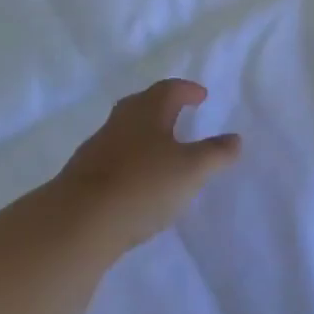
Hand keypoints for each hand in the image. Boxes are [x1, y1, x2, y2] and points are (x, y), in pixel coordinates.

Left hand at [56, 79, 242, 252]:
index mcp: (147, 112)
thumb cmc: (143, 186)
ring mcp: (97, 149)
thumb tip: (235, 139)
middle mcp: (120, 122)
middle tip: (180, 113)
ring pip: (125, 131)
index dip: (187, 90)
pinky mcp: (83, 176)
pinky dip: (130, 160)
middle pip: (142, 105)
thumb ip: (216, 153)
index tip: (200, 96)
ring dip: (145, 134)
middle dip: (162, 106)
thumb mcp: (191, 170)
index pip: (169, 90)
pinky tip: (138, 180)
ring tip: (162, 149)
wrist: (78, 223)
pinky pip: (113, 158)